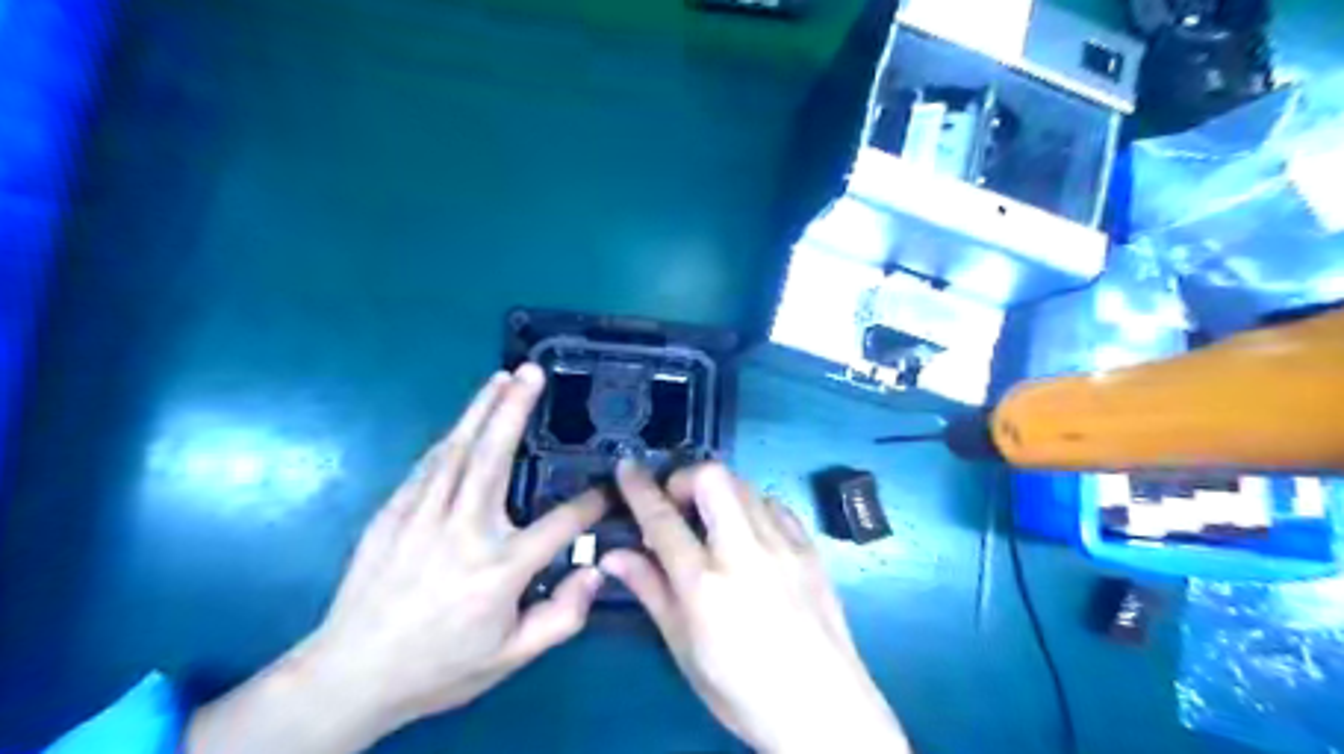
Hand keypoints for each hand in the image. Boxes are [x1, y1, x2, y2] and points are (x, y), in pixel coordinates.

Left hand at [185, 364, 606, 752]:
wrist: (350, 676)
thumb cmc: (441, 667)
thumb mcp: (512, 658)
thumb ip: (562, 616)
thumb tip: (596, 571)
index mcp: (500, 569)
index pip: (560, 524)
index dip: (591, 504)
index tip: (610, 489)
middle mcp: (464, 532)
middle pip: (496, 457)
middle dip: (515, 408)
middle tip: (531, 372)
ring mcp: (423, 517)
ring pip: (458, 450)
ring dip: (481, 410)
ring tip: (501, 378)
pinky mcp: (393, 514)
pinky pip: (428, 466)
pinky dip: (451, 439)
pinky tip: (464, 424)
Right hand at [603, 461, 907, 753]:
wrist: (824, 709)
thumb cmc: (742, 690)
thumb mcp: (684, 649)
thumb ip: (650, 591)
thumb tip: (613, 555)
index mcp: (705, 584)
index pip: (662, 520)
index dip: (638, 488)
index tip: (626, 468)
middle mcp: (745, 552)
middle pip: (712, 478)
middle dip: (685, 479)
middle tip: (677, 506)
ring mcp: (784, 545)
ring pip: (745, 484)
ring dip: (719, 492)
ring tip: (712, 523)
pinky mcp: (810, 547)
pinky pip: (775, 504)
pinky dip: (752, 507)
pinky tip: (750, 535)